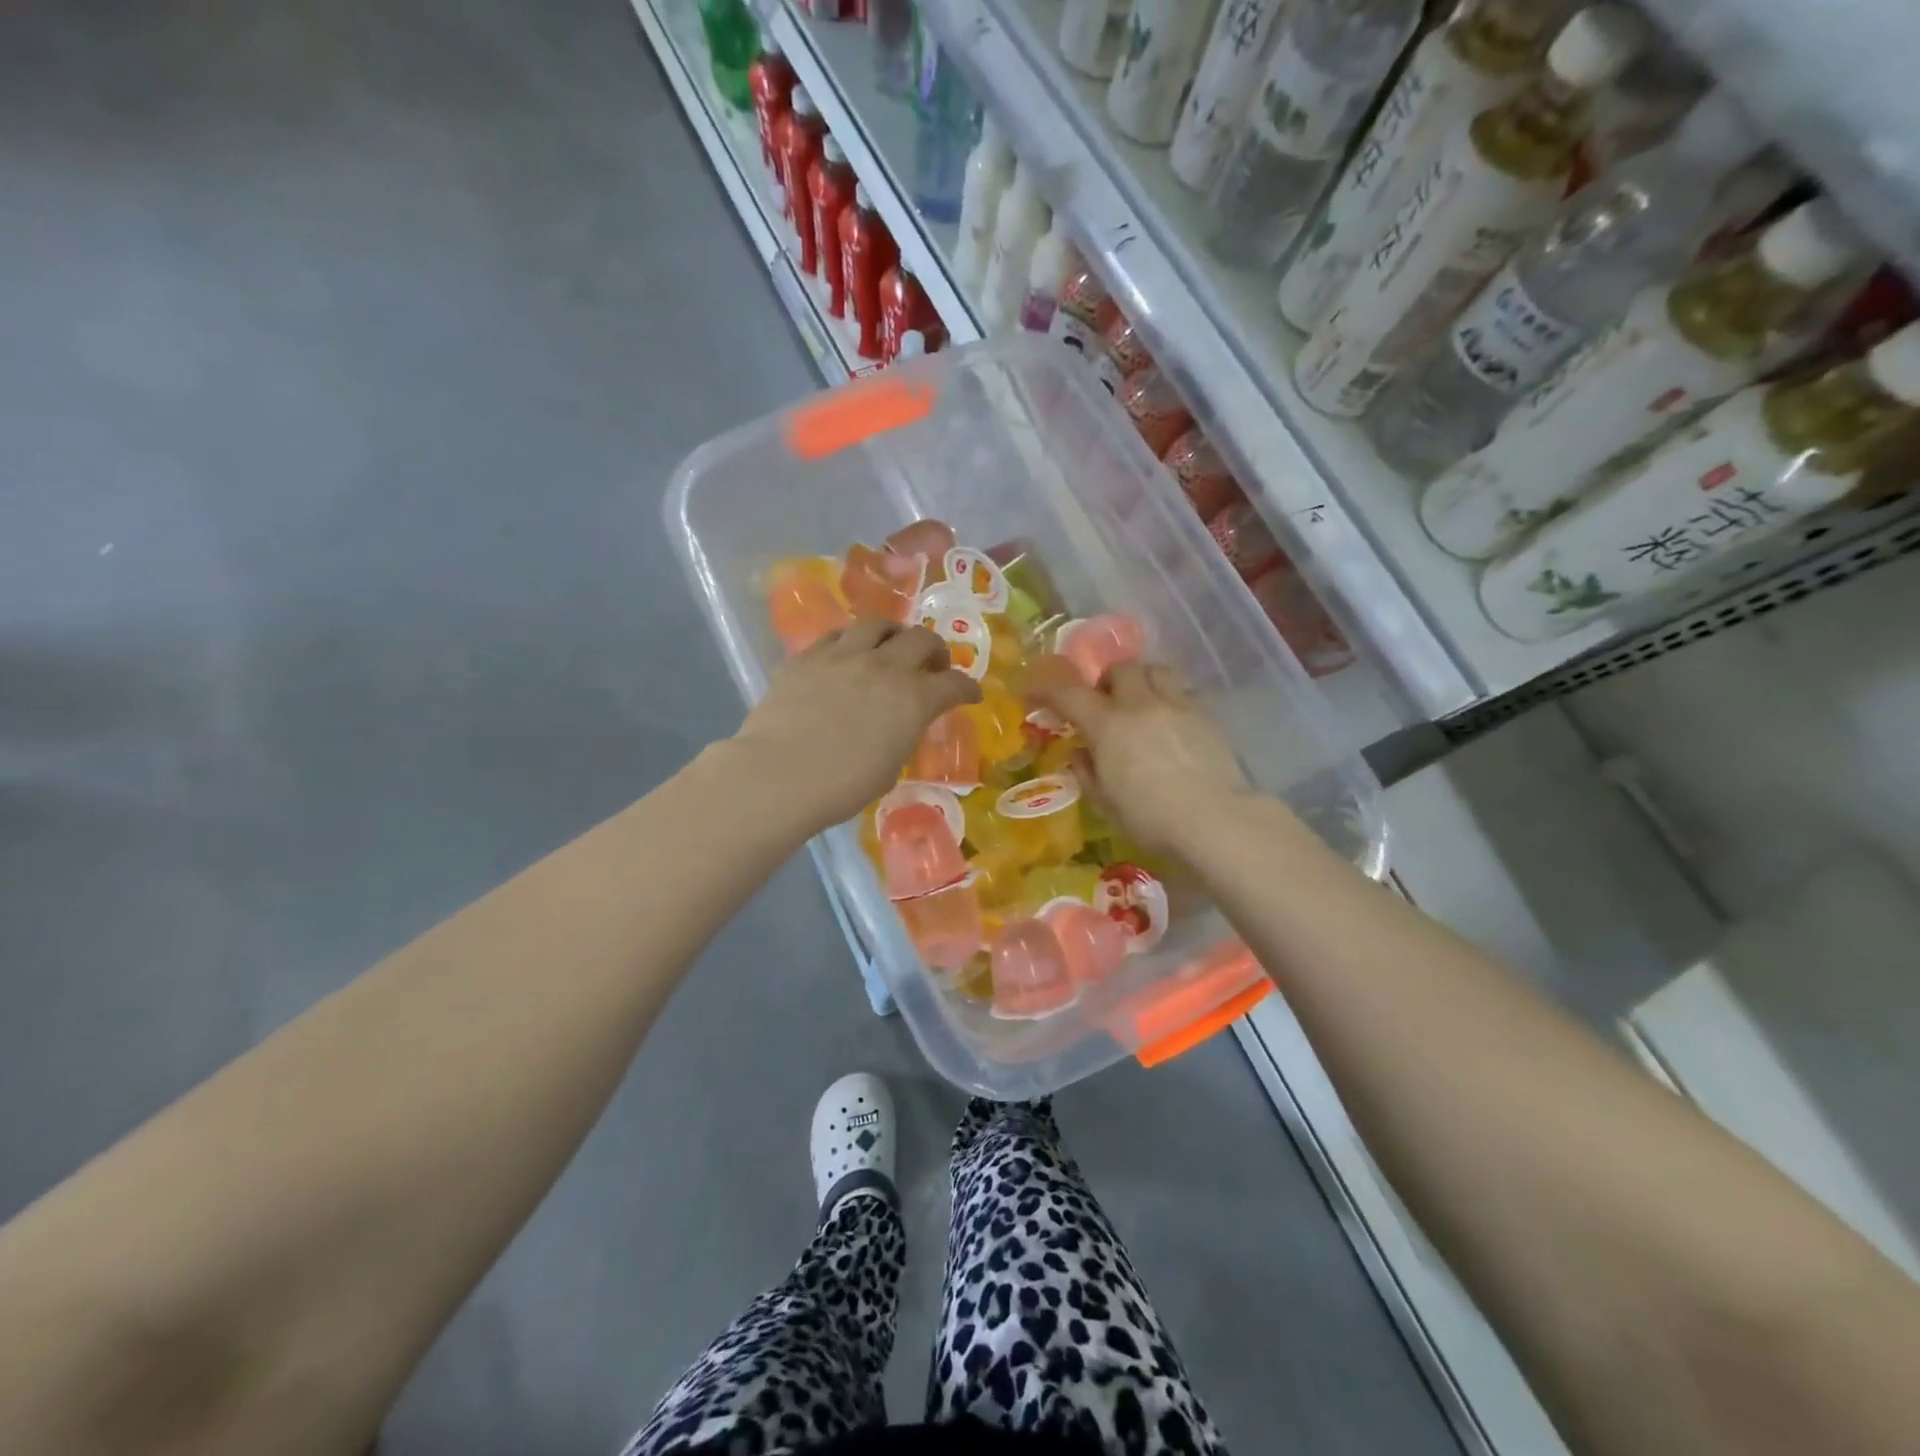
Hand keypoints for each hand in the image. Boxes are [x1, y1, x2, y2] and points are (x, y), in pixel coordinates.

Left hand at [731, 618, 981, 832]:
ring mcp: (845, 655)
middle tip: (933, 666)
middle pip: (922, 640)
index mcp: (914, 699)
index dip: (967, 688)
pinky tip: (846, 653)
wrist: (781, 773)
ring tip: (891, 645)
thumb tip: (898, 725)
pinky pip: (836, 635)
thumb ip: (901, 736)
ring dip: (894, 633)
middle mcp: (885, 667)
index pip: (954, 684)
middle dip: (935, 651)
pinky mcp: (809, 656)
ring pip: (879, 624)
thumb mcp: (889, 767)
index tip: (970, 694)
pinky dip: (851, 641)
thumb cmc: (842, 786)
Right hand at [1025, 655, 1250, 858]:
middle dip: (1106, 682)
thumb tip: (1082, 752)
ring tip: (1139, 705)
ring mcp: (1176, 705)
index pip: (1068, 693)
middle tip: (1103, 705)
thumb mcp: (1105, 802)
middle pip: (1119, 669)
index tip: (1033, 691)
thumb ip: (1087, 771)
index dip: (1046, 687)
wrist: (1215, 820)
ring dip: (1140, 680)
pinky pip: (1180, 691)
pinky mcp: (1205, 716)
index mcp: (1107, 725)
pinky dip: (1166, 698)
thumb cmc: (1150, 818)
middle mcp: (1140, 705)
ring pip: (1154, 669)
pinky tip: (1168, 725)